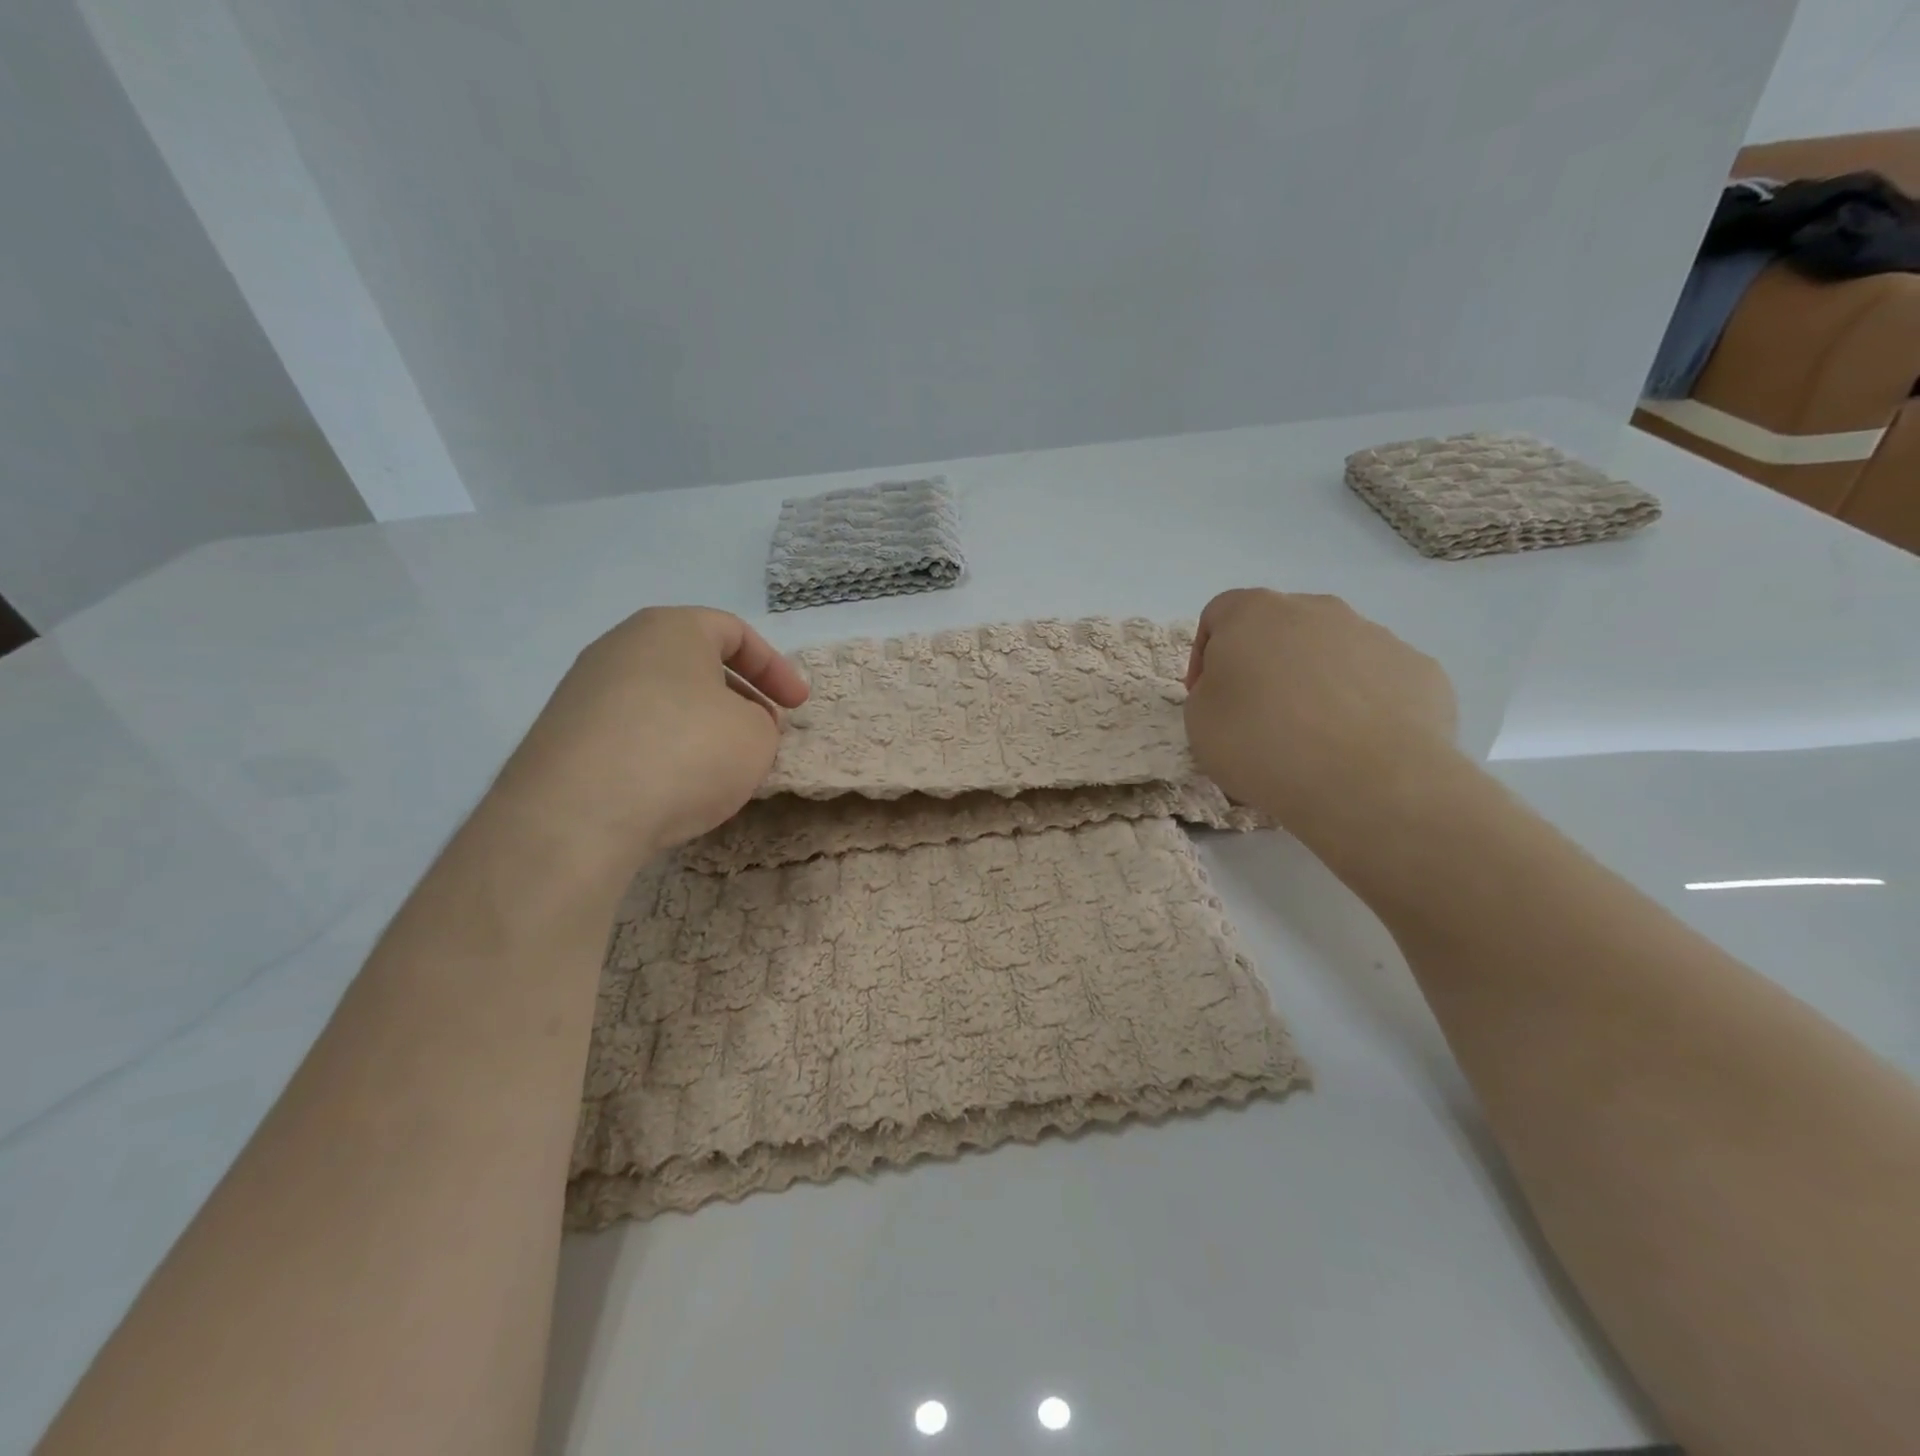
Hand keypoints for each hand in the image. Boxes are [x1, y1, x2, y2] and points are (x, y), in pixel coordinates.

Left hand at [499, 606, 809, 861]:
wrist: (578, 814)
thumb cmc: (686, 752)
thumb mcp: (756, 736)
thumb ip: (761, 722)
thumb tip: (737, 725)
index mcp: (670, 629)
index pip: (735, 632)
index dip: (776, 669)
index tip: (798, 707)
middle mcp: (620, 648)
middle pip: (694, 664)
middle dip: (738, 698)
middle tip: (762, 734)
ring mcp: (583, 692)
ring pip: (662, 700)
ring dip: (700, 727)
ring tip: (720, 768)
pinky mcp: (563, 737)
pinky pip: (631, 733)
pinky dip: (662, 751)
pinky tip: (673, 789)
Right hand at [1183, 589, 1458, 848]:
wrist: (1368, 781)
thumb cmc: (1263, 743)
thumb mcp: (1199, 722)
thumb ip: (1209, 692)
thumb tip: (1238, 689)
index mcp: (1254, 613)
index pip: (1217, 615)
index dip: (1205, 656)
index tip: (1206, 697)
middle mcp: (1317, 609)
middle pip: (1279, 628)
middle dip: (1264, 664)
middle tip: (1257, 715)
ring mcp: (1375, 635)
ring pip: (1331, 651)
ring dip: (1314, 682)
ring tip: (1311, 737)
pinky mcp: (1419, 669)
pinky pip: (1376, 680)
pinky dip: (1361, 704)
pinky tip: (1356, 745)